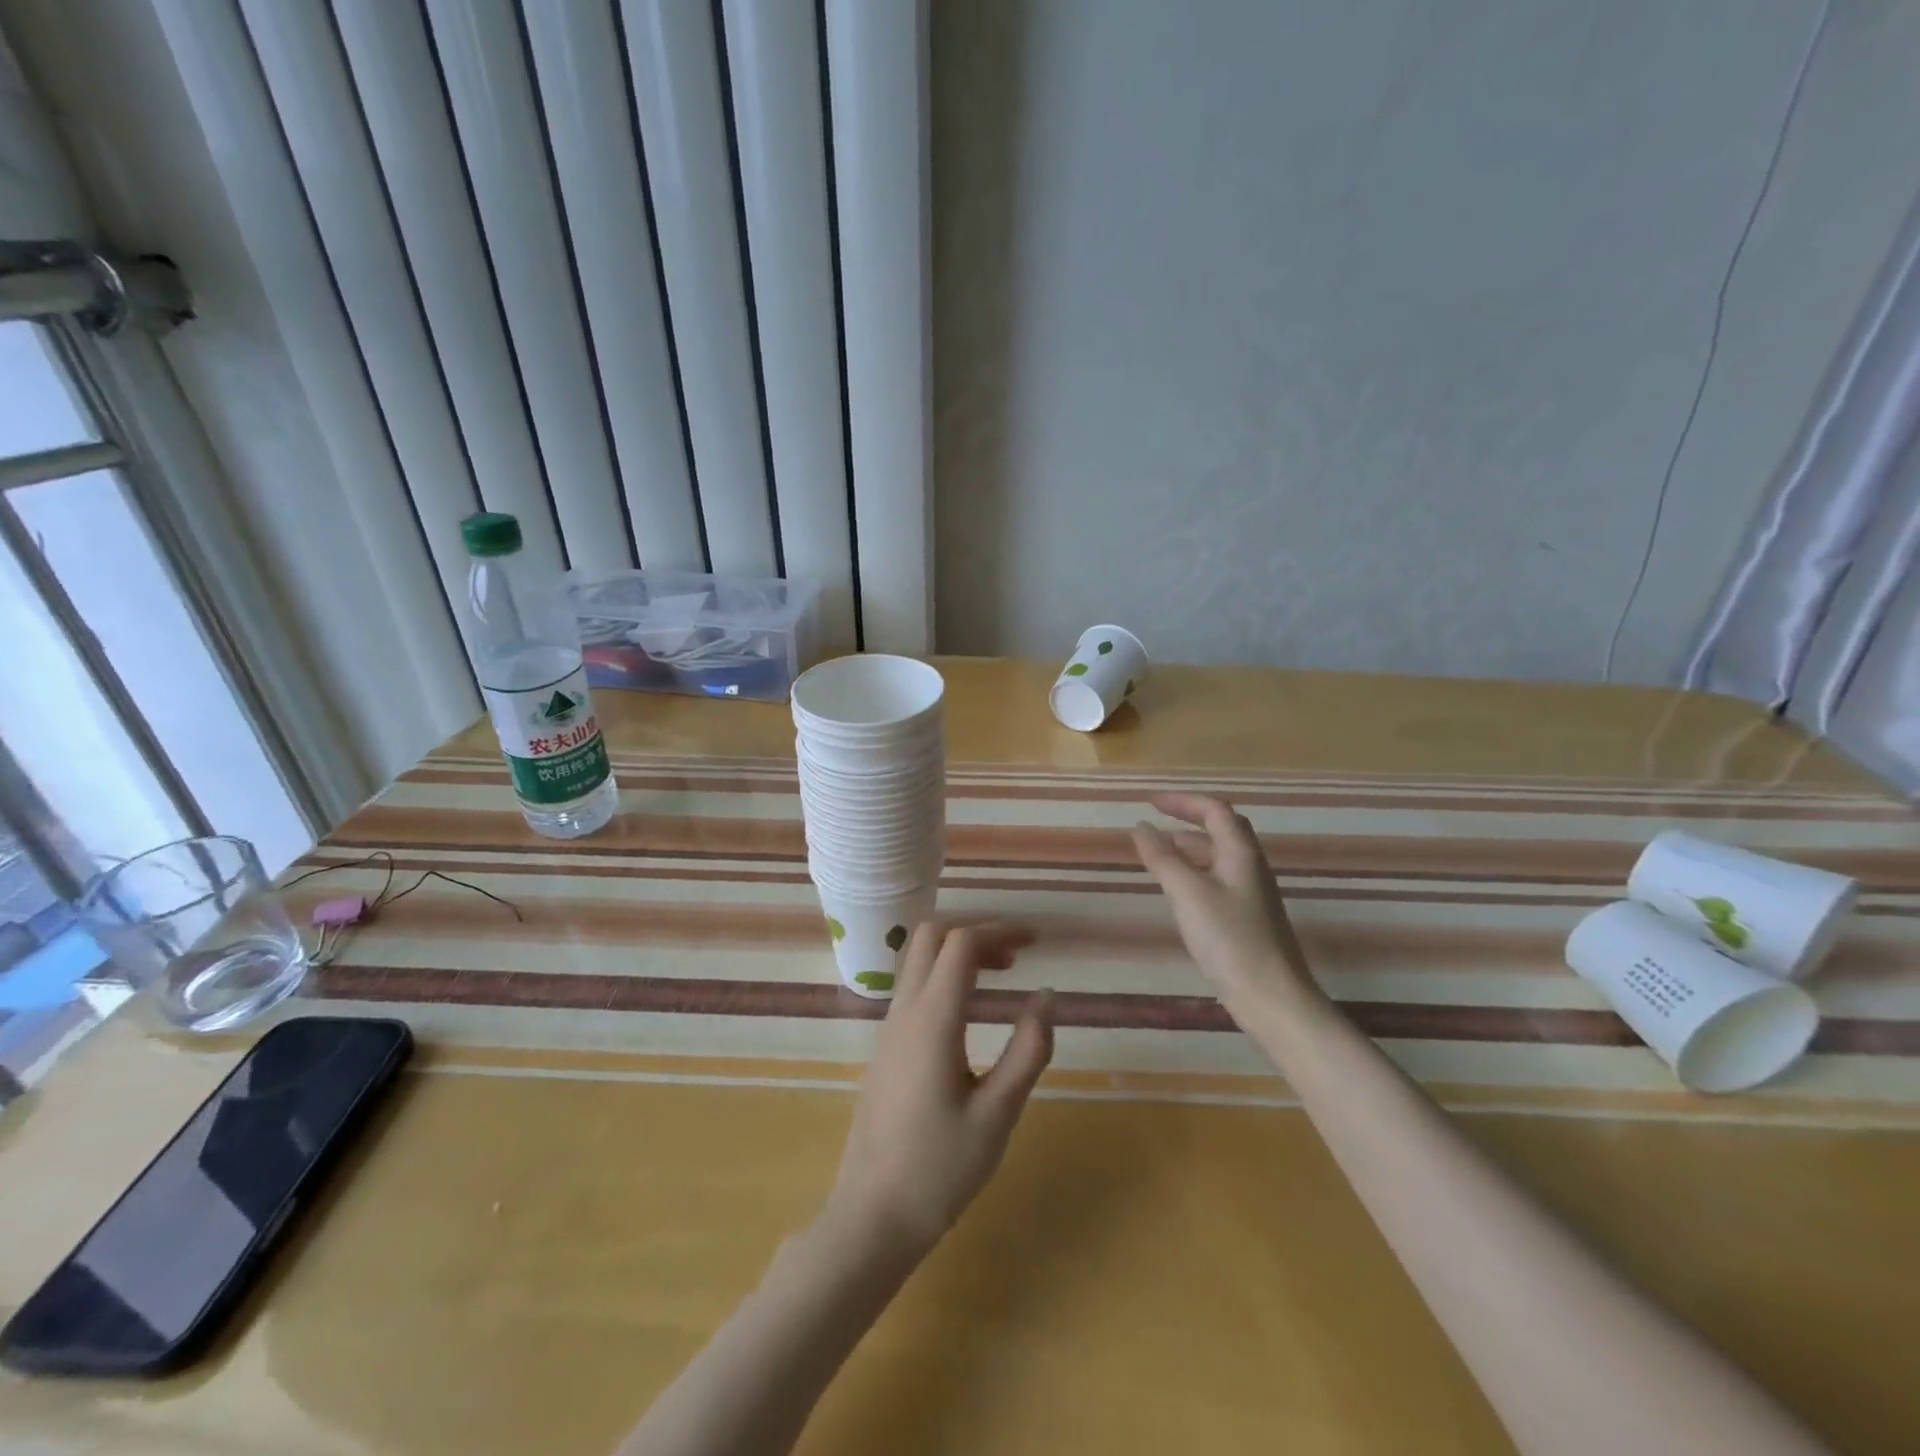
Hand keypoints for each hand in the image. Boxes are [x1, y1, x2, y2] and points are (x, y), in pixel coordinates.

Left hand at [824, 925, 1054, 1262]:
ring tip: (1000, 975)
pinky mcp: (885, 1047)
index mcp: (933, 1021)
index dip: (999, 931)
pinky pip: (913, 987)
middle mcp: (905, 1012)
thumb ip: (1027, 1051)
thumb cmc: (940, 1170)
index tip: (1035, 941)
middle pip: (931, 936)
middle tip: (1014, 956)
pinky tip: (970, 1011)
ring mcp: (889, 1028)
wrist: (871, 1216)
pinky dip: (944, 975)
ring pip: (918, 960)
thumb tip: (1046, 997)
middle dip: (975, 932)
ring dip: (958, 952)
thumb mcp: (998, 1114)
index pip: (961, 944)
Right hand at [1131, 793, 1318, 1019]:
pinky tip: (1180, 890)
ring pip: (1221, 856)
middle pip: (1223, 829)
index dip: (1183, 801)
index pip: (1215, 811)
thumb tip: (1141, 827)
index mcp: (1241, 854)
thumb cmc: (1229, 939)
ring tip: (1161, 852)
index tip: (1150, 802)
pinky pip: (1220, 879)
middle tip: (1159, 820)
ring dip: (1192, 846)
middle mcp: (1251, 867)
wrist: (1272, 998)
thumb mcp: (1188, 893)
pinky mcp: (1249, 919)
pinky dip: (1196, 872)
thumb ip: (1163, 858)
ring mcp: (1253, 894)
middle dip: (1190, 819)